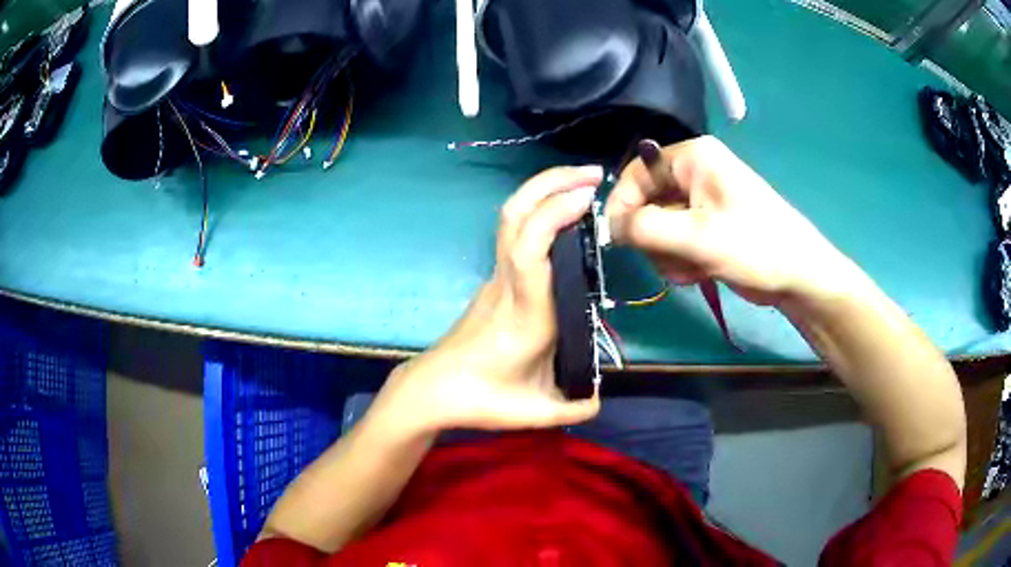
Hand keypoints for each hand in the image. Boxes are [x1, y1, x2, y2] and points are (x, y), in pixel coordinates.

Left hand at [372, 166, 603, 433]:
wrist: (432, 389)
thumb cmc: (481, 401)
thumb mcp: (536, 413)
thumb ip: (578, 405)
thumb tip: (602, 394)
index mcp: (523, 315)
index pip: (531, 252)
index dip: (555, 215)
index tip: (586, 198)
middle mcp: (507, 285)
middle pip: (516, 217)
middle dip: (552, 183)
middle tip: (593, 174)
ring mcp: (495, 278)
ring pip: (511, 218)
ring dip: (544, 189)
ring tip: (582, 182)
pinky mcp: (493, 279)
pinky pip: (514, 231)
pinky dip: (540, 207)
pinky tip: (563, 213)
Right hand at [605, 136, 855, 305]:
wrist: (799, 276)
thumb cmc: (755, 246)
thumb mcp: (698, 236)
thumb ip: (646, 227)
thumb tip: (611, 228)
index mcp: (693, 158)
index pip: (637, 172)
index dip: (622, 205)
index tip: (616, 240)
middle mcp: (694, 173)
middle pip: (646, 202)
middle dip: (654, 237)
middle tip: (672, 259)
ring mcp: (701, 201)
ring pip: (658, 227)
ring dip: (667, 254)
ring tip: (692, 269)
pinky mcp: (707, 226)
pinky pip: (675, 241)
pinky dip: (680, 260)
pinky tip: (699, 272)